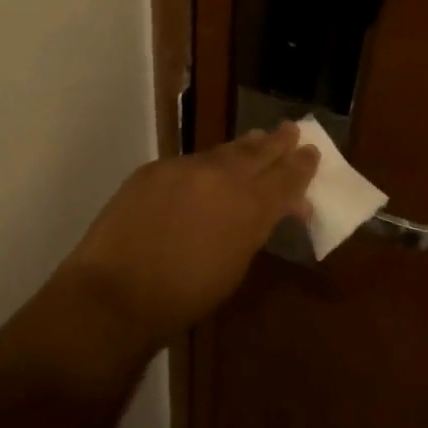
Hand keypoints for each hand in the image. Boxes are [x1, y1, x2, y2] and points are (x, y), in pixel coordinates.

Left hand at [57, 125, 318, 352]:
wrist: (116, 293)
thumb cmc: (183, 297)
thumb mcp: (234, 267)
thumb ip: (255, 230)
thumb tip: (272, 210)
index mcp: (249, 208)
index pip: (285, 179)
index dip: (301, 166)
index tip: (312, 153)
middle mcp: (222, 178)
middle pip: (258, 153)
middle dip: (278, 143)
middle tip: (293, 130)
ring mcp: (185, 168)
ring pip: (223, 151)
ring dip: (245, 146)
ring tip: (260, 138)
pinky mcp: (155, 169)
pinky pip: (190, 162)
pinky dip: (207, 163)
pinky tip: (210, 166)